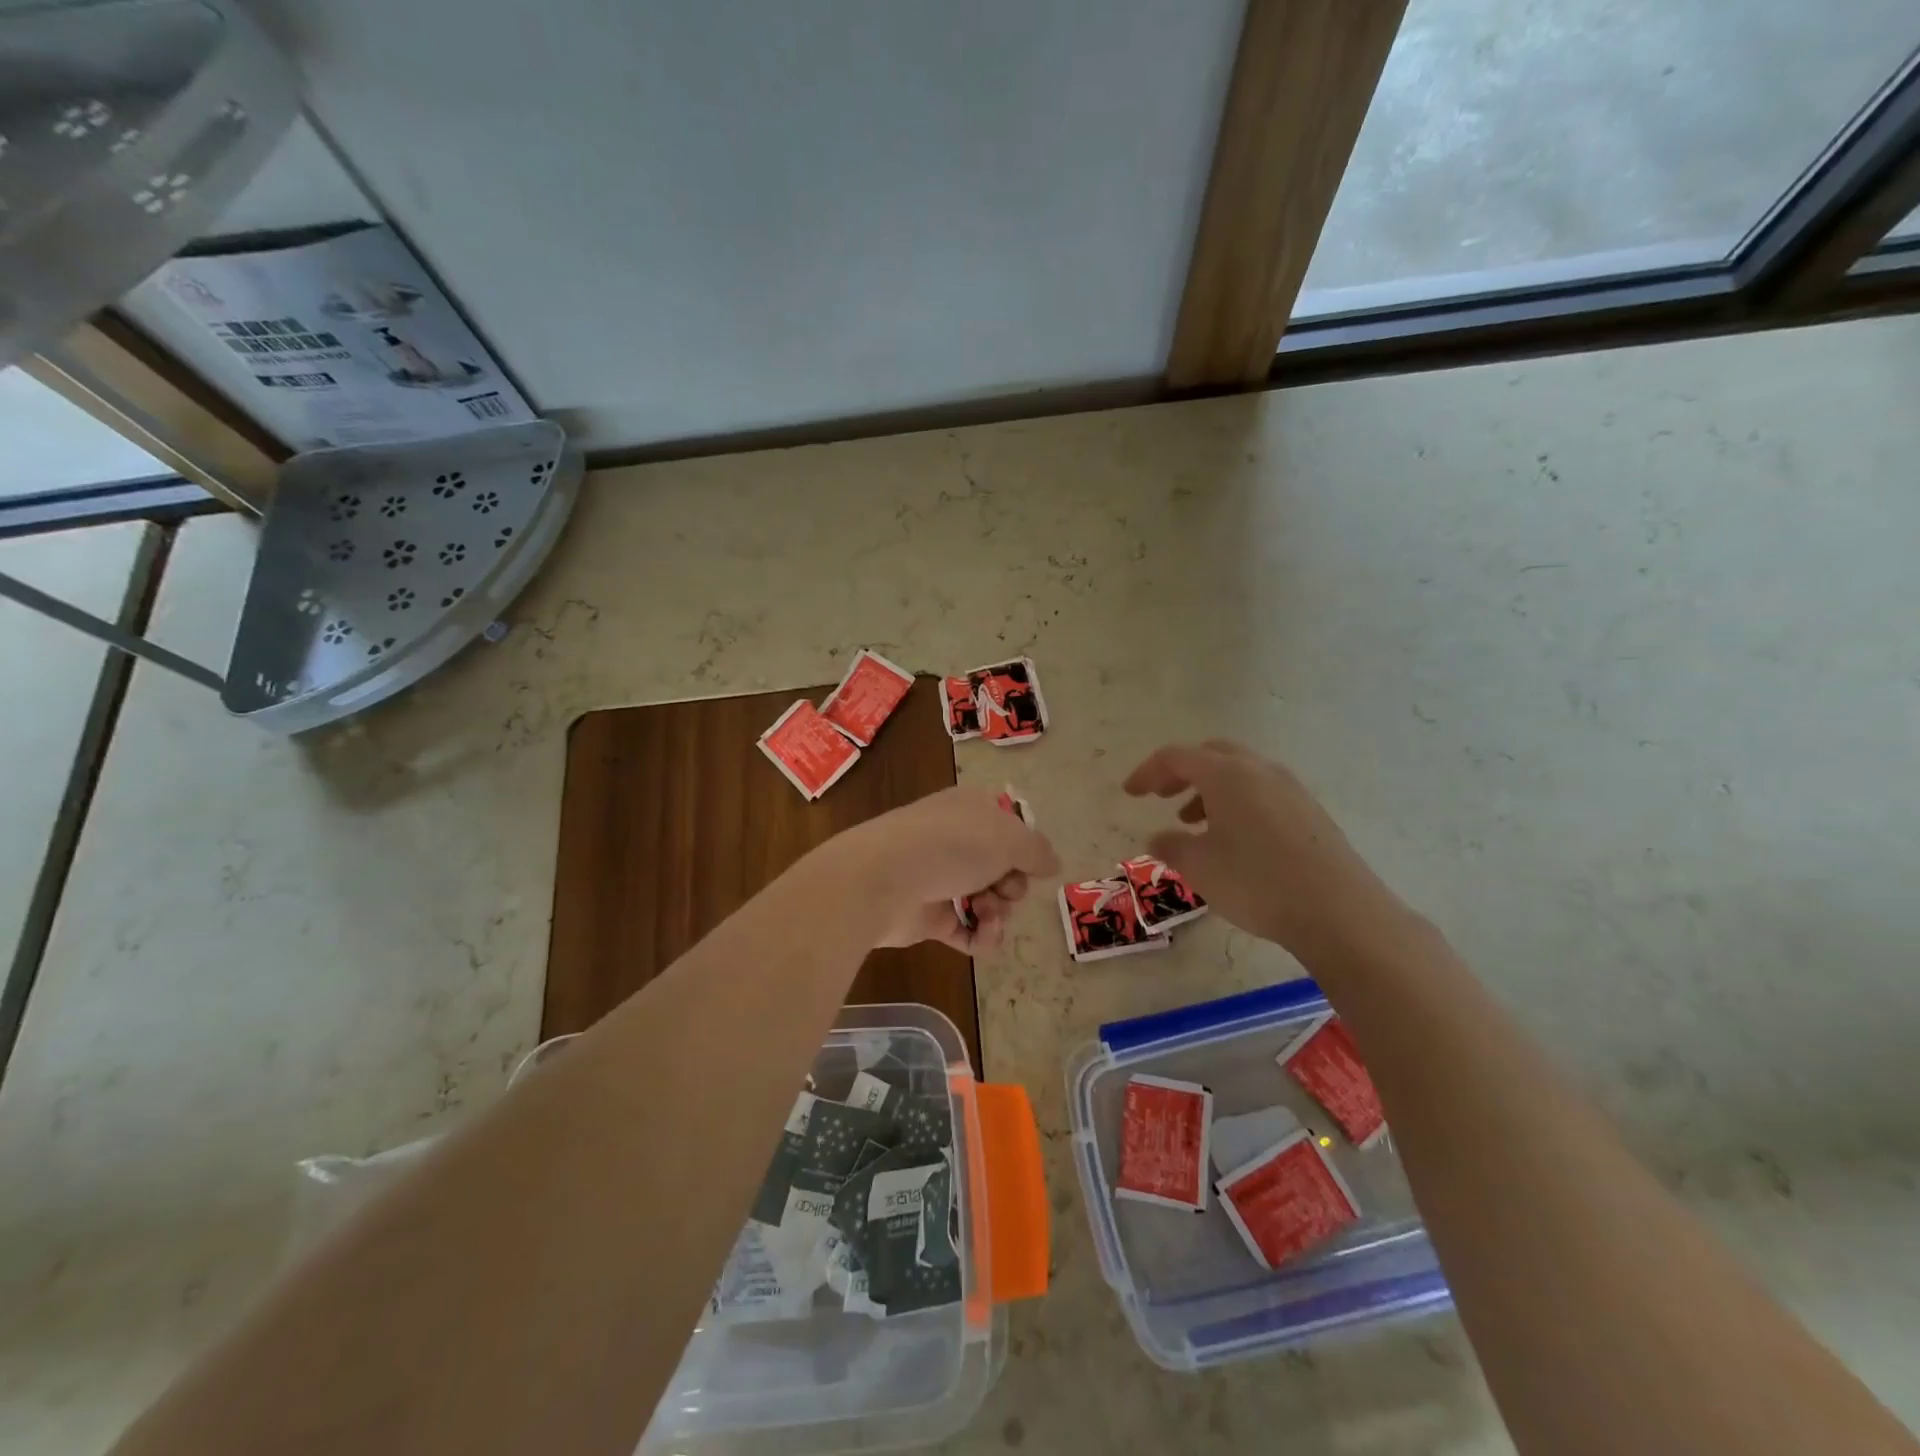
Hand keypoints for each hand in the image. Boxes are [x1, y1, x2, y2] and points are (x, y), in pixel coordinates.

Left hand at [840, 786, 1060, 952]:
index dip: (1024, 844)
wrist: (884, 879)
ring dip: (999, 911)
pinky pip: (966, 930)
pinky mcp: (926, 916)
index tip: (1032, 861)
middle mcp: (954, 839)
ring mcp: (939, 878)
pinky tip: (983, 937)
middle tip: (1005, 888)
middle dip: (1013, 883)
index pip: (1007, 822)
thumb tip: (1051, 864)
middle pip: (1002, 866)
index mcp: (970, 809)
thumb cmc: (952, 845)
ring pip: (987, 899)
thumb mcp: (1010, 838)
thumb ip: (1038, 851)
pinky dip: (980, 936)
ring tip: (988, 912)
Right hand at [1123, 740, 1412, 964]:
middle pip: (1212, 754)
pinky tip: (1233, 840)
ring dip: (1210, 789)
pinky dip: (1237, 802)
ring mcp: (1290, 789)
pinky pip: (1262, 792)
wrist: (1339, 912)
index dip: (1147, 771)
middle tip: (1161, 796)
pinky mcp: (1309, 813)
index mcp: (1227, 774)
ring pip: (1240, 773)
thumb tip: (1158, 837)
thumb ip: (1171, 846)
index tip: (1130, 793)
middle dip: (1181, 772)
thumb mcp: (1199, 867)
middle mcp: (1259, 771)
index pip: (1176, 757)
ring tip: (1193, 822)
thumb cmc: (1256, 882)